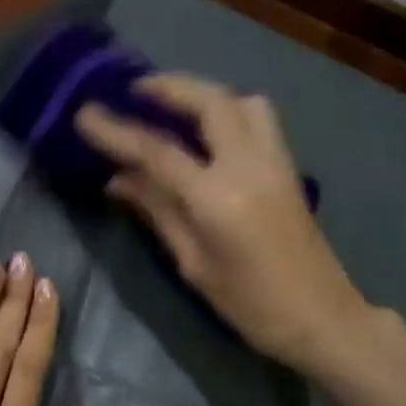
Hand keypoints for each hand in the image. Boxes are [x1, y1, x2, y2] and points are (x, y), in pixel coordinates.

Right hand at [76, 74, 368, 370]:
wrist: (321, 318)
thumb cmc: (249, 304)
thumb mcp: (194, 263)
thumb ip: (158, 212)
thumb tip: (118, 179)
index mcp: (218, 198)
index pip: (158, 151)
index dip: (117, 131)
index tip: (85, 114)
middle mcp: (249, 166)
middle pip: (210, 102)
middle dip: (170, 87)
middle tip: (135, 89)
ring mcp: (275, 162)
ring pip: (243, 102)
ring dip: (205, 94)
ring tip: (174, 106)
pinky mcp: (288, 169)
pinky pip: (258, 120)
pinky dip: (229, 110)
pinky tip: (208, 131)